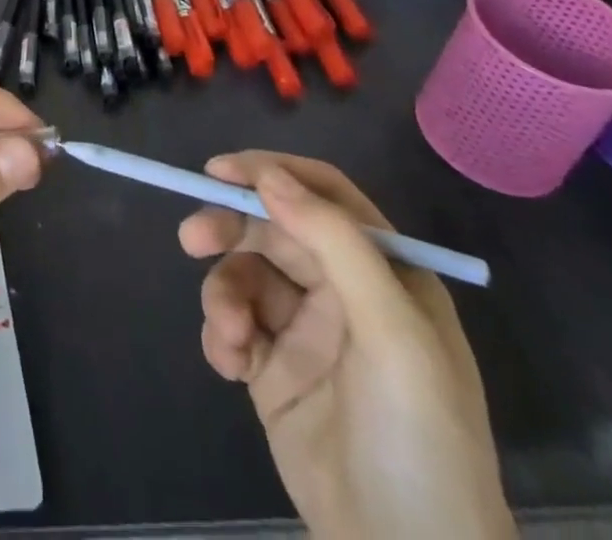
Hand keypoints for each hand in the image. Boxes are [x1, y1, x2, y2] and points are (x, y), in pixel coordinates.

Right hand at [179, 153, 511, 539]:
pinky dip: (221, 334)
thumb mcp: (392, 333)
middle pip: (272, 230)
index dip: (272, 173)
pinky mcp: (273, 372)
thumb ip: (334, 243)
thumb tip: (267, 175)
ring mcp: (306, 332)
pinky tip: (229, 366)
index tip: (219, 172)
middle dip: (230, 228)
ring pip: (245, 276)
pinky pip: (233, 326)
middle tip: (191, 238)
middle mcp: (344, 292)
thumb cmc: (419, 439)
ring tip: (229, 337)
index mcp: (384, 273)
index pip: (324, 196)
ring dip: (223, 294)